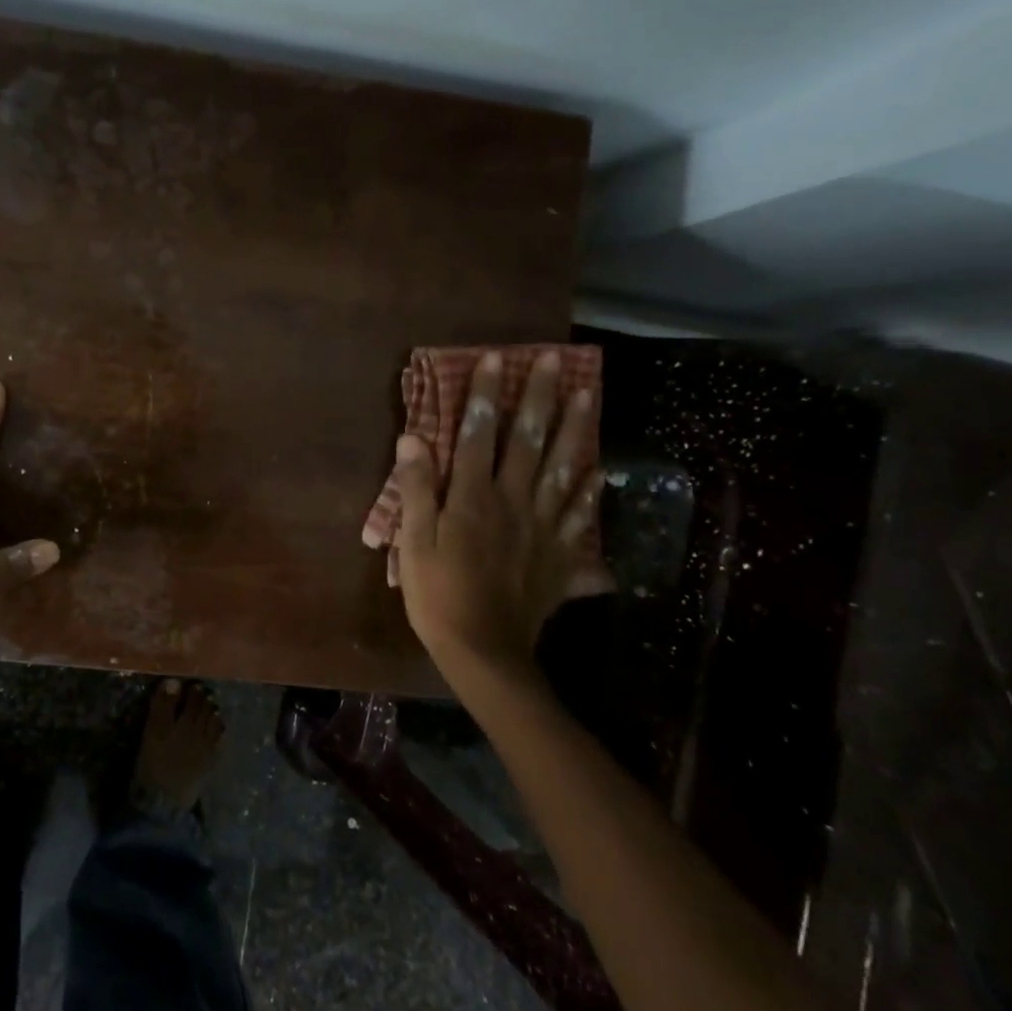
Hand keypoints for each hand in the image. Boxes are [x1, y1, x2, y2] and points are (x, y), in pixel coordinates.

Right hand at [392, 350, 603, 678]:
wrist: (483, 651)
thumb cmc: (438, 594)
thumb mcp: (413, 541)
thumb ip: (416, 488)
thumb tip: (411, 438)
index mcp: (473, 497)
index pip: (479, 434)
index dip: (487, 395)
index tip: (496, 358)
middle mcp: (513, 502)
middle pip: (529, 441)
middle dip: (539, 398)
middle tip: (553, 360)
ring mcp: (542, 528)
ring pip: (562, 469)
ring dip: (574, 429)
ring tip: (586, 395)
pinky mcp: (559, 555)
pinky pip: (580, 518)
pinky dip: (589, 492)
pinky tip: (599, 472)